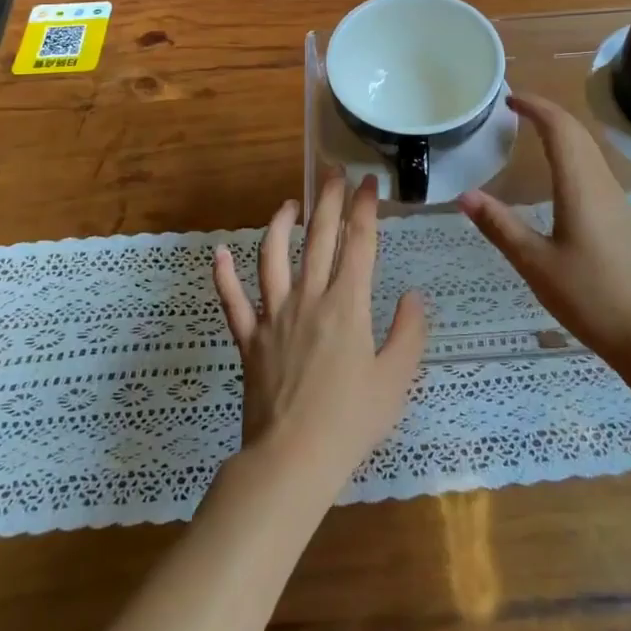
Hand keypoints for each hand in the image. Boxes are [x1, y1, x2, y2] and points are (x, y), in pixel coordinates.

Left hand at [213, 174, 426, 494]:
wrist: (292, 459)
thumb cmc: (351, 421)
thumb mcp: (396, 379)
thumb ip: (409, 332)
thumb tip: (412, 296)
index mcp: (347, 305)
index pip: (359, 243)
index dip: (365, 208)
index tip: (369, 182)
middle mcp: (309, 298)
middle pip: (319, 238)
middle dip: (328, 200)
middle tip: (332, 171)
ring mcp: (274, 316)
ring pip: (273, 257)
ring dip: (280, 225)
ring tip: (289, 204)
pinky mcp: (248, 338)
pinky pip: (232, 301)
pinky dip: (223, 276)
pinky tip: (218, 254)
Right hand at [459, 92, 630, 363]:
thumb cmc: (588, 295)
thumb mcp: (534, 262)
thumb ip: (499, 225)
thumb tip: (464, 195)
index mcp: (579, 186)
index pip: (559, 128)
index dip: (535, 106)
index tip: (508, 98)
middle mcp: (600, 183)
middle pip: (577, 132)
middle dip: (547, 112)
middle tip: (513, 108)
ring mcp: (614, 198)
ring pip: (588, 148)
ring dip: (561, 130)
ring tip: (530, 129)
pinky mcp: (618, 215)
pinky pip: (593, 166)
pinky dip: (571, 151)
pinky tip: (556, 170)